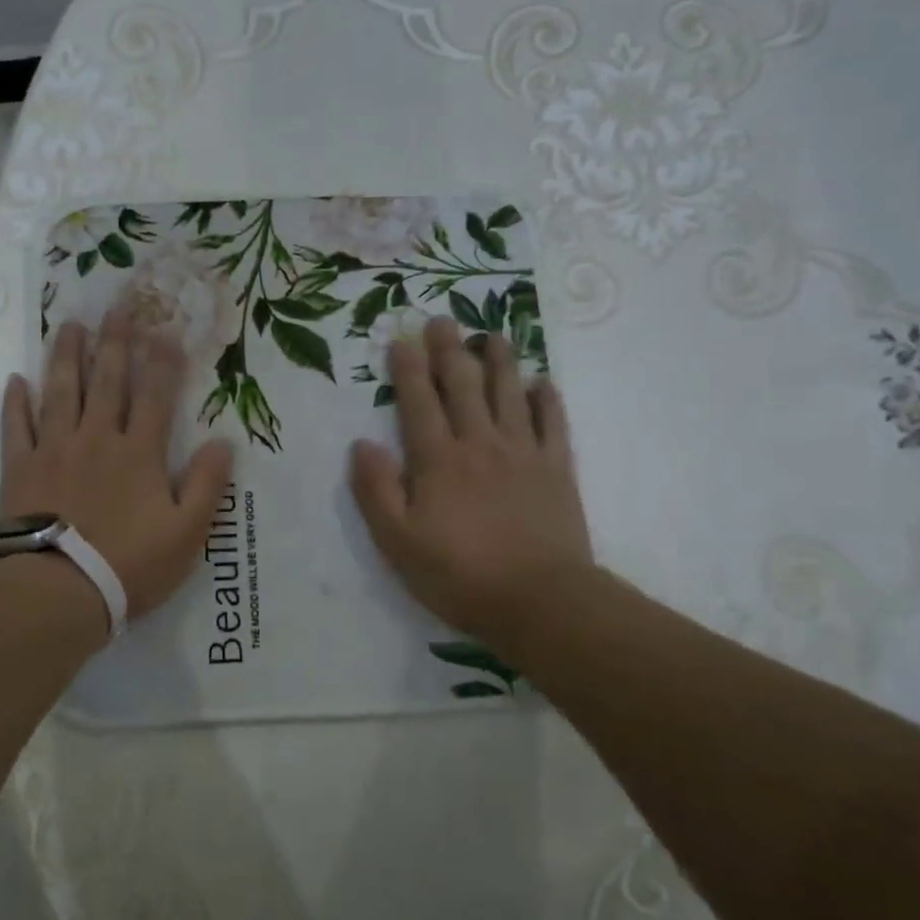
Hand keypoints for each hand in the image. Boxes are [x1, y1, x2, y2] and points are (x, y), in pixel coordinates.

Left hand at [0, 311, 233, 625]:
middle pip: (107, 382)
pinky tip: (16, 381)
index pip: (155, 397)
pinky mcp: (20, 469)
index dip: (163, 363)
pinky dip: (15, 403)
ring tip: (71, 325)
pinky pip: (15, 427)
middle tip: (117, 308)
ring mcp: (53, 450)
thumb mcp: (187, 533)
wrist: (60, 590)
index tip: (166, 332)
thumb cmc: (129, 565)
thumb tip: (224, 442)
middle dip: (115, 343)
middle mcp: (97, 439)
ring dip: (67, 357)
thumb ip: (208, 485)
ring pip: (61, 392)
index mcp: (139, 454)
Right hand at [350, 316, 593, 653]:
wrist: (539, 600)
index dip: (408, 369)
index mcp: (438, 461)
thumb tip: (361, 444)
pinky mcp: (557, 471)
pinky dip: (547, 400)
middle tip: (443, 320)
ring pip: (510, 395)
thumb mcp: (397, 541)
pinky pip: (553, 424)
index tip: (401, 338)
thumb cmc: (458, 574)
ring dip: (500, 362)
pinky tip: (543, 382)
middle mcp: (480, 444)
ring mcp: (524, 454)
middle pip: (464, 386)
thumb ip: (376, 490)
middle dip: (450, 351)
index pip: (419, 403)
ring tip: (494, 334)